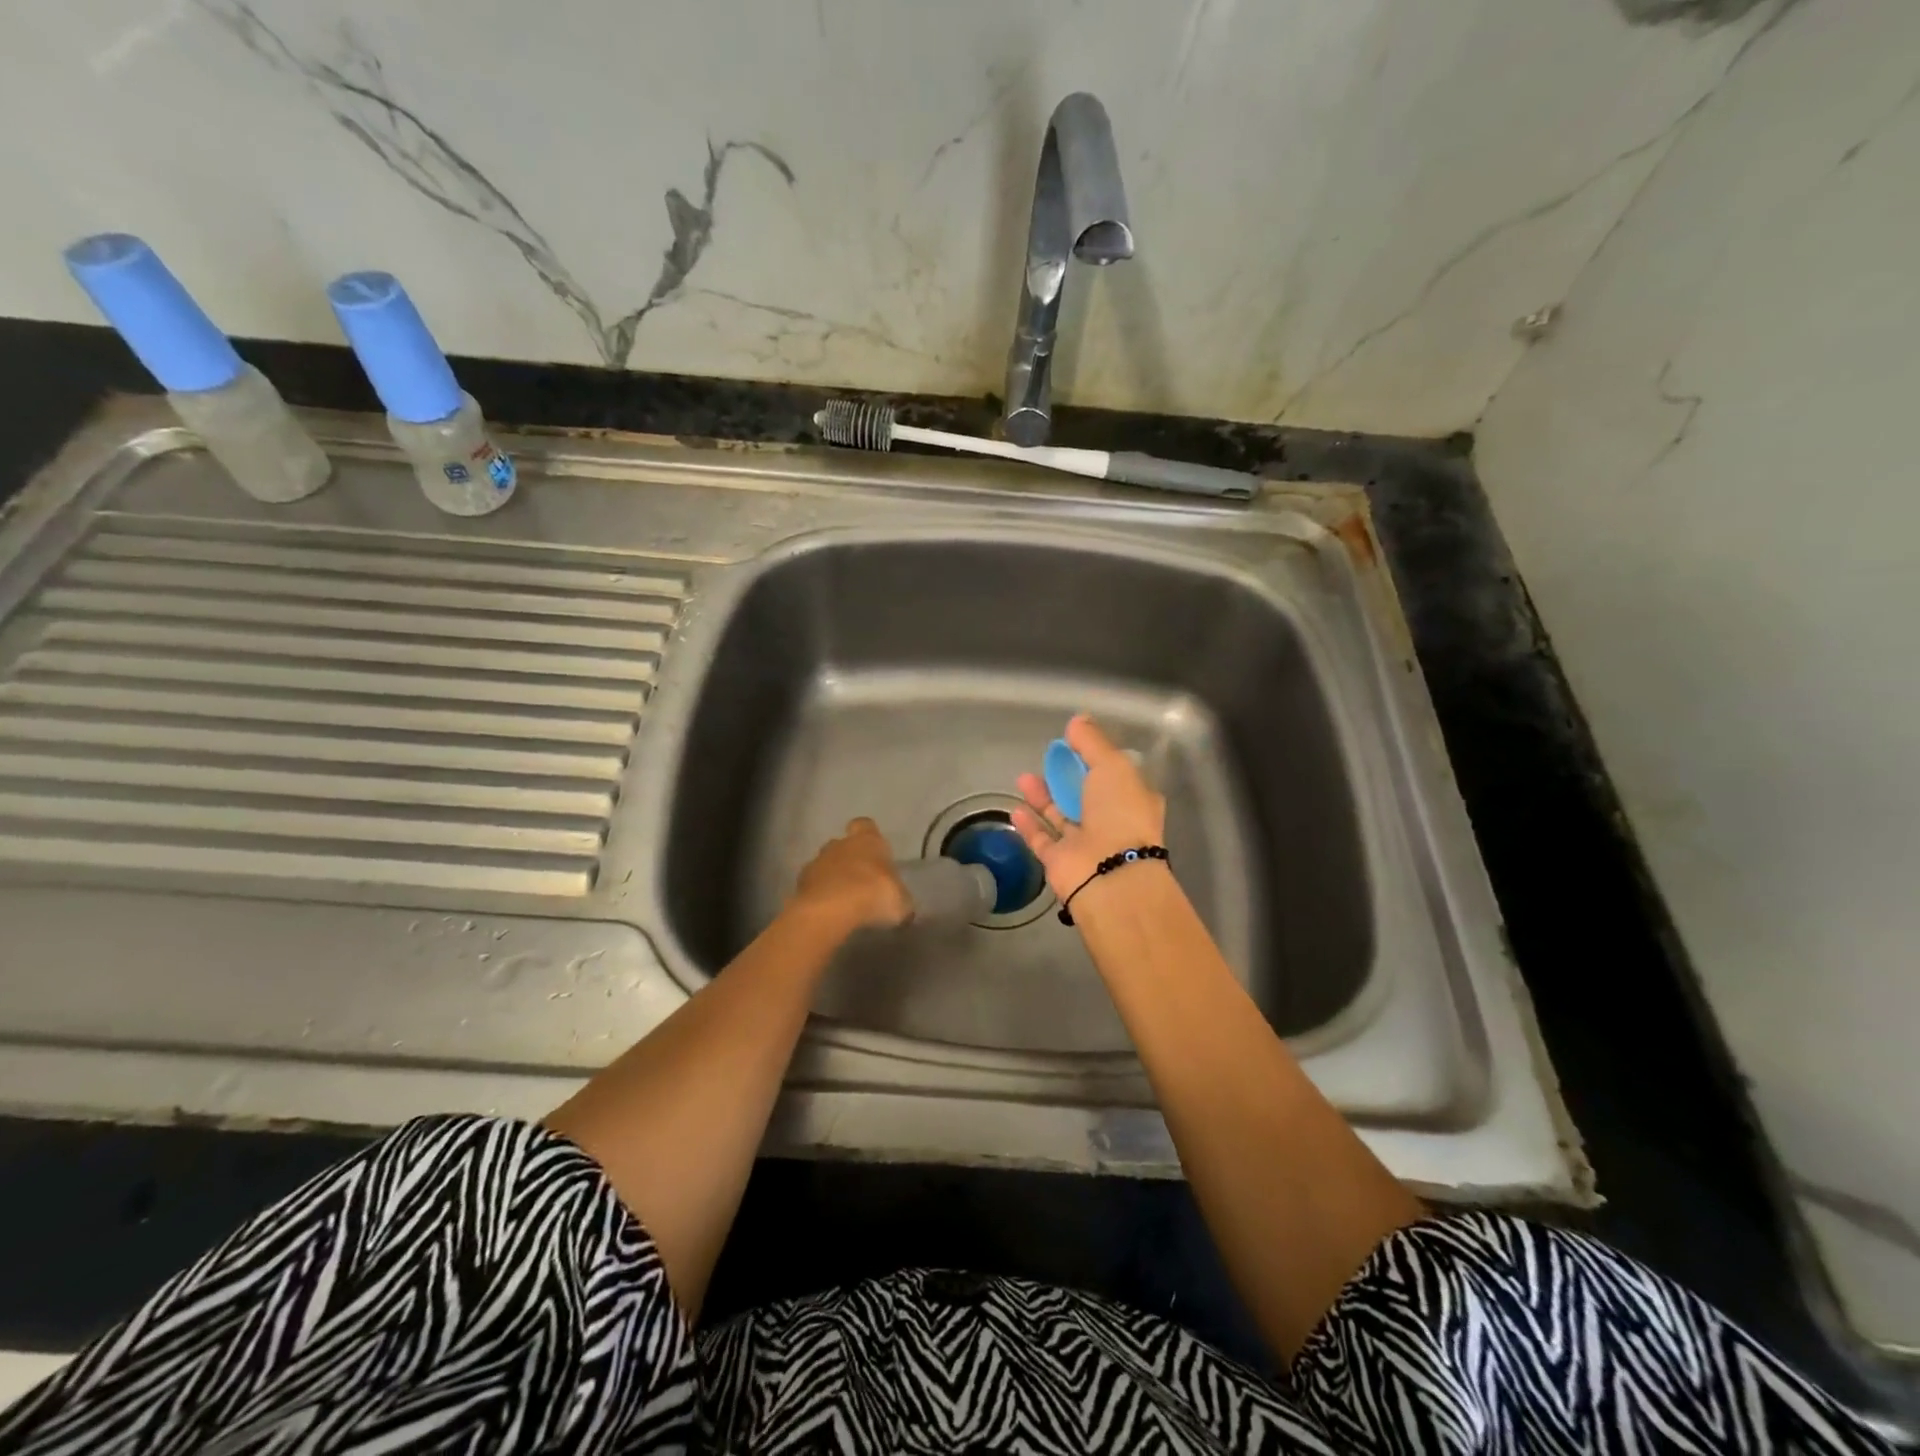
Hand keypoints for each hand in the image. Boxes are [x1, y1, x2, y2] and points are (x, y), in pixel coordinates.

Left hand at [789, 818, 911, 937]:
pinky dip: (819, 895)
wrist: (830, 910)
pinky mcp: (799, 884)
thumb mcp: (901, 902)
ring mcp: (816, 862)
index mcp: (868, 840)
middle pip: (843, 844)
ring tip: (843, 901)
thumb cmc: (874, 895)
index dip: (869, 836)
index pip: (865, 825)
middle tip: (861, 881)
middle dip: (850, 858)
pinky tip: (828, 912)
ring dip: (832, 878)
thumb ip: (900, 899)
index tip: (875, 852)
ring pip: (825, 864)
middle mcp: (840, 844)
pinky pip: (812, 886)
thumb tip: (902, 905)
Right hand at [1012, 715, 1166, 900]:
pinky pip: (1042, 839)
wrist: (1108, 873)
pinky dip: (1030, 824)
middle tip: (1047, 760)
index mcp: (1133, 800)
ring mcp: (1085, 844)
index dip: (1095, 759)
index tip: (1074, 745)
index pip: (1114, 775)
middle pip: (1084, 795)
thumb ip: (1091, 742)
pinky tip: (1016, 807)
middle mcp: (1111, 822)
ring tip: (1023, 777)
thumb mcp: (1111, 765)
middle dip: (1065, 776)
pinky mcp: (1061, 862)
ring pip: (1061, 816)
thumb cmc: (1118, 812)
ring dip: (1043, 797)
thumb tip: (1077, 720)